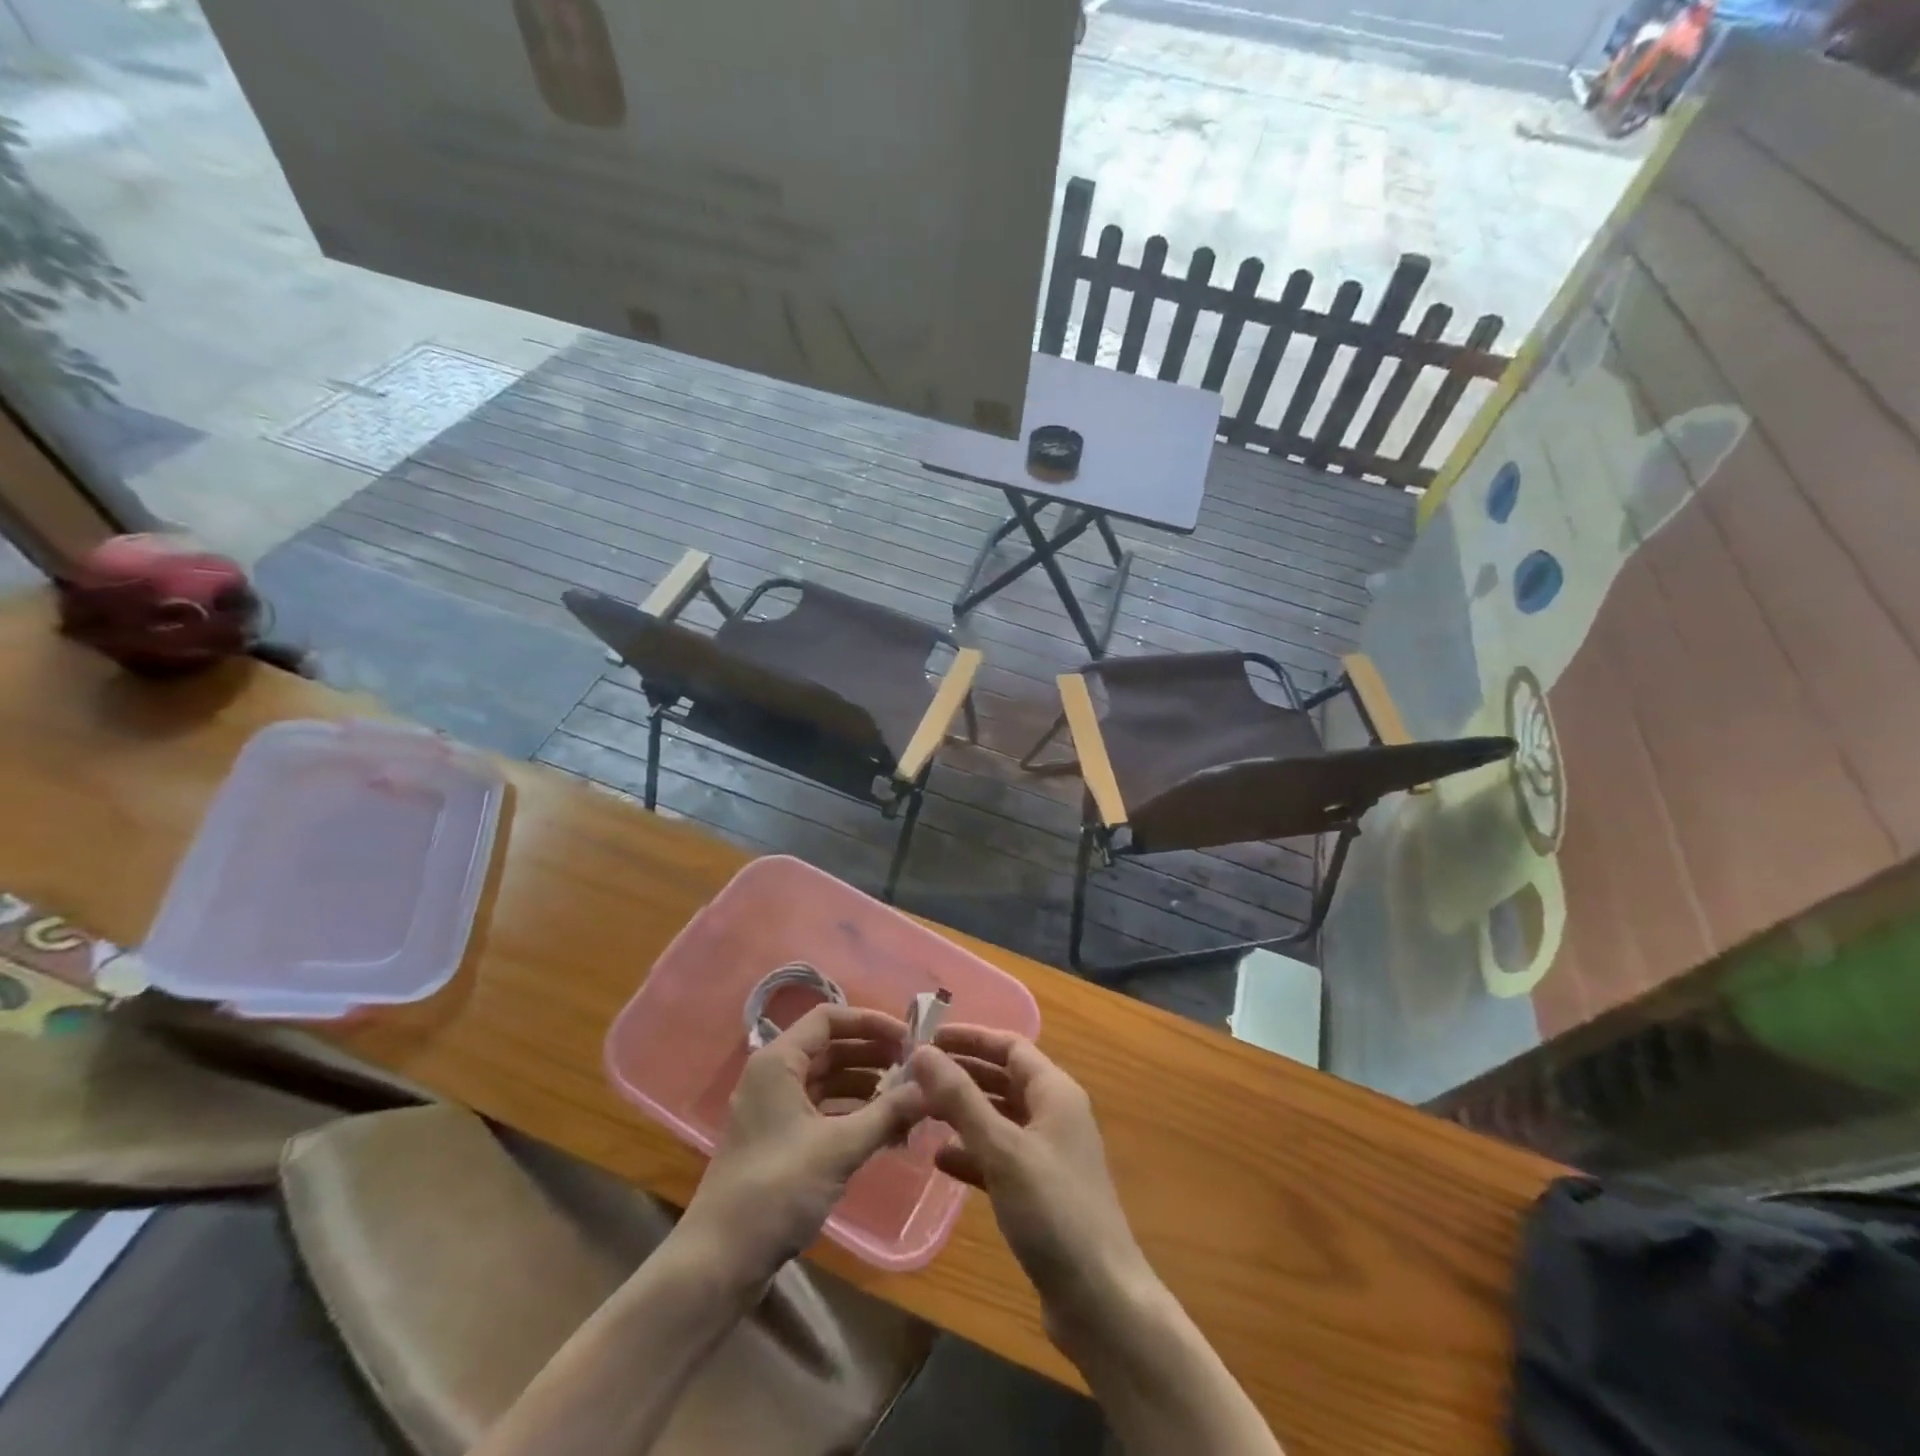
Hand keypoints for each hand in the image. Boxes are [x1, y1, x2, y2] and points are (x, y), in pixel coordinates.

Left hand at [682, 1004, 927, 1286]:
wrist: (719, 1261)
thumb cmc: (777, 1189)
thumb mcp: (838, 1148)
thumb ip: (886, 1113)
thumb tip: (930, 1087)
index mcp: (779, 1061)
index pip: (830, 1018)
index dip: (871, 1023)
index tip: (909, 1039)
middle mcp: (774, 1076)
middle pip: (831, 1048)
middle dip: (874, 1056)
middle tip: (916, 1070)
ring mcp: (775, 1110)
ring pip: (829, 1081)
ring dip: (867, 1087)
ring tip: (908, 1102)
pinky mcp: (779, 1141)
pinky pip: (823, 1111)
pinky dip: (852, 1114)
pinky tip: (885, 1131)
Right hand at [910, 1027, 1155, 1350]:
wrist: (1100, 1300)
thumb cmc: (1053, 1211)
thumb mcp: (1002, 1148)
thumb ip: (960, 1098)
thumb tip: (922, 1051)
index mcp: (1056, 1092)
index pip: (1010, 1046)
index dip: (971, 1038)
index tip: (928, 1037)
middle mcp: (1055, 1115)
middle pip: (1004, 1079)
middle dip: (962, 1074)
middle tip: (915, 1074)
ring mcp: (1049, 1154)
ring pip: (1000, 1118)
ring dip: (963, 1112)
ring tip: (919, 1111)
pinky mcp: (1040, 1191)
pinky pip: (1000, 1156)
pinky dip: (972, 1152)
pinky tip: (939, 1159)